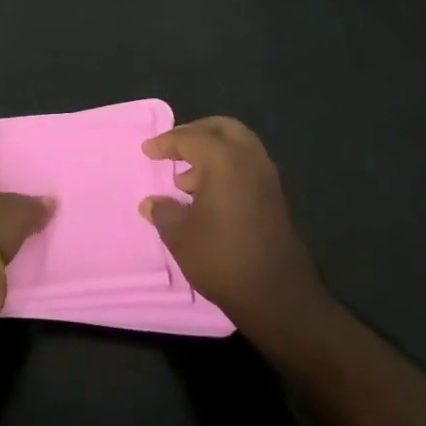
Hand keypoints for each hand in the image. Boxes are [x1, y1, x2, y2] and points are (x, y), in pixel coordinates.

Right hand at [139, 117, 321, 333]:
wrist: (278, 297)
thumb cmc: (222, 258)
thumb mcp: (180, 236)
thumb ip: (163, 211)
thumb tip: (150, 203)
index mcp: (223, 159)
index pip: (189, 138)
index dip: (165, 143)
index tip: (148, 151)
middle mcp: (249, 158)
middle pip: (221, 128)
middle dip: (195, 133)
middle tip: (174, 149)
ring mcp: (267, 177)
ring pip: (238, 145)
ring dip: (212, 151)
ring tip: (187, 179)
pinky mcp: (275, 197)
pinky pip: (248, 165)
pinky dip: (227, 168)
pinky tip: (209, 195)